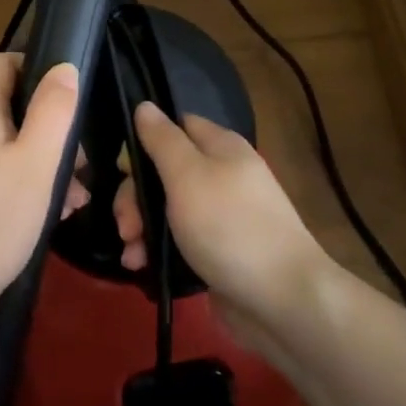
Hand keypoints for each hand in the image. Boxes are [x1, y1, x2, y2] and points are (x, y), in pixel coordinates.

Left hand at [0, 53, 82, 295]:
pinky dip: (26, 183)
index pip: (1, 64)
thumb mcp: (38, 160)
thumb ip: (54, 110)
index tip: (67, 92)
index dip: (34, 65)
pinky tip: (52, 213)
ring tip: (76, 198)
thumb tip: (63, 67)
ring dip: (45, 162)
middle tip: (81, 164)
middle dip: (51, 128)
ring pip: (9, 146)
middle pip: (10, 108)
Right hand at [115, 103, 329, 331]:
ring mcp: (220, 215)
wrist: (282, 300)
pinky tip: (141, 266)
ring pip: (166, 208)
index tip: (124, 170)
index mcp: (221, 147)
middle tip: (126, 225)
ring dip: (141, 226)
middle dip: (136, 196)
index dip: (145, 142)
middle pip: (164, 171)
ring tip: (131, 253)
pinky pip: (177, 239)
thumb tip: (145, 105)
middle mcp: (221, 175)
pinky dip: (156, 249)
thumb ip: (163, 140)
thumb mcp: (188, 176)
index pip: (175, 126)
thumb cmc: (230, 227)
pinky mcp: (216, 250)